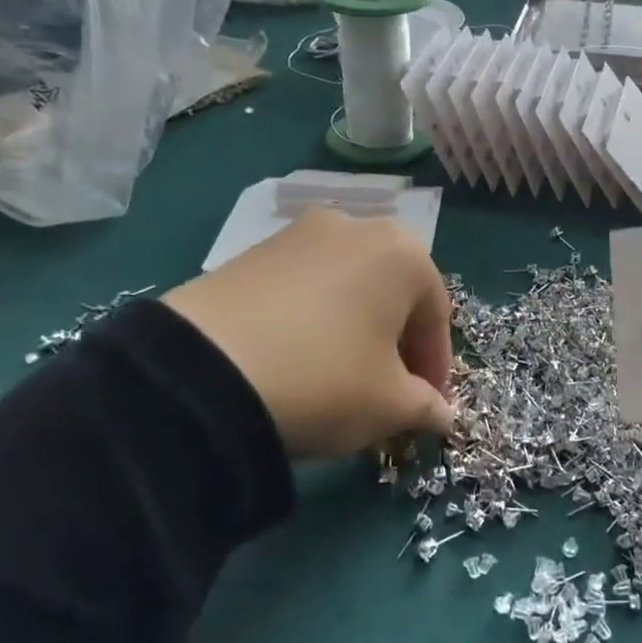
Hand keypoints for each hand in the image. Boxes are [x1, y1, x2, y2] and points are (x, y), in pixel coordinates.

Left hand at [161, 209, 453, 458]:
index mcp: (405, 253)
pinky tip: (297, 357)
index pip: (437, 315)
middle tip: (388, 390)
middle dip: (397, 343)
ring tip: (341, 375)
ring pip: (348, 287)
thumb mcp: (390, 406)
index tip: (426, 406)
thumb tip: (442, 415)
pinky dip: (314, 319)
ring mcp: (299, 233)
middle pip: (393, 294)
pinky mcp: (250, 250)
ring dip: (356, 328)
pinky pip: (303, 286)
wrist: (199, 373)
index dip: (436, 367)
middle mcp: (357, 227)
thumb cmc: (324, 379)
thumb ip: (427, 407)